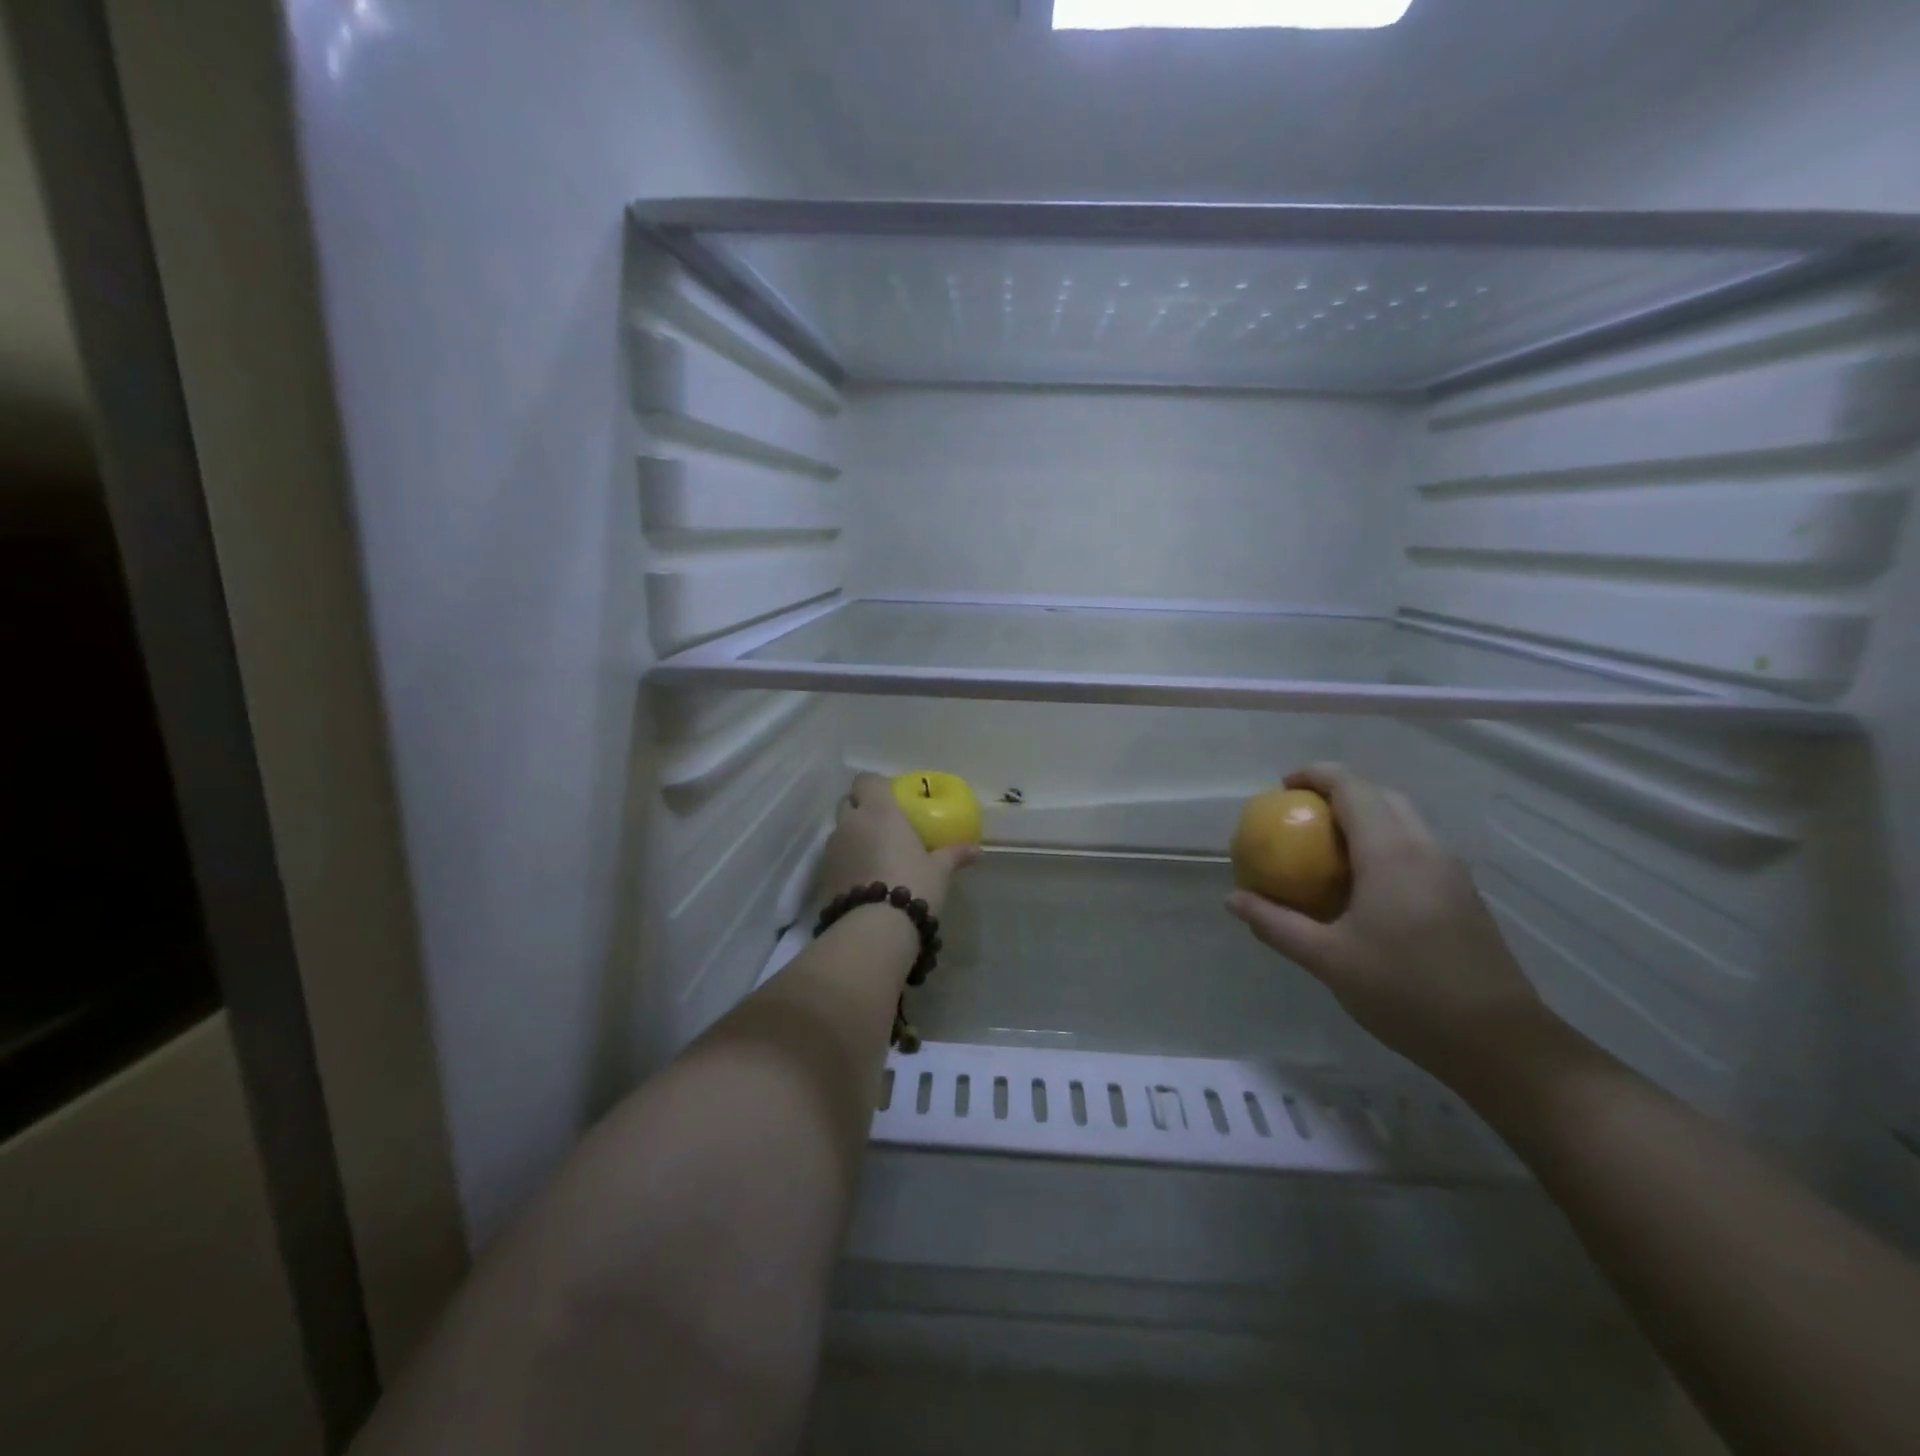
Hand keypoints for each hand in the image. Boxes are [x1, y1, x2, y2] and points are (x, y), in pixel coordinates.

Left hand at [818, 773, 977, 918]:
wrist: (874, 928)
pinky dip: (846, 860)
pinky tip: (863, 877)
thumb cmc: (912, 885)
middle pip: (848, 802)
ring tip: (874, 855)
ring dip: (853, 836)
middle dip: (861, 808)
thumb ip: (954, 855)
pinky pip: (834, 857)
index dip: (876, 787)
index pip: (866, 780)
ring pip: (840, 830)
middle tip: (883, 825)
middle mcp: (850, 822)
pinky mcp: (822, 874)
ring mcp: (832, 848)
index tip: (891, 799)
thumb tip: (977, 850)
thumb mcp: (939, 870)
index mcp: (879, 810)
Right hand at [1225, 762, 1553, 1086]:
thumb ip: (1276, 924)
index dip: (1315, 775)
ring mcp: (1450, 870)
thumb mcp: (1327, 959)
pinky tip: (1364, 884)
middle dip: (1339, 792)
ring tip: (1326, 847)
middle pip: (1381, 795)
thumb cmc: (1405, 992)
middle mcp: (1425, 848)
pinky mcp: (1463, 894)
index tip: (1282, 788)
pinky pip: (1417, 846)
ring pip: (1404, 819)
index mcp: (1390, 853)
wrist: (1499, 1042)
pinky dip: (1384, 843)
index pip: (1352, 787)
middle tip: (1300, 815)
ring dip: (1364, 817)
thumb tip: (1232, 899)